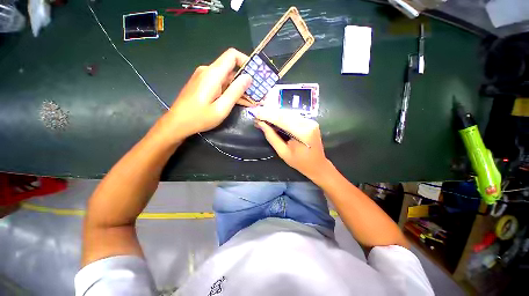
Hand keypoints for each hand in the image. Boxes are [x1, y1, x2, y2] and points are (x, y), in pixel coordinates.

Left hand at [154, 48, 252, 141]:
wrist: (177, 123)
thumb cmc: (199, 118)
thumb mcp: (221, 108)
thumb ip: (235, 91)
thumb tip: (248, 77)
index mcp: (213, 74)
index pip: (232, 55)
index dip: (246, 61)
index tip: (255, 74)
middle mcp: (208, 71)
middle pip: (230, 68)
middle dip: (244, 79)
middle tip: (256, 93)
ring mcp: (204, 77)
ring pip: (226, 77)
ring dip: (238, 87)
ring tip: (249, 100)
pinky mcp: (202, 84)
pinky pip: (219, 83)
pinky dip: (229, 90)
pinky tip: (236, 101)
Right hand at [252, 108, 332, 180]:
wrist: (317, 165)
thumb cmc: (299, 162)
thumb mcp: (283, 152)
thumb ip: (272, 137)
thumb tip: (261, 124)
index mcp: (302, 132)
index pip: (281, 120)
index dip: (267, 116)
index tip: (255, 113)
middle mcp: (308, 123)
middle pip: (285, 114)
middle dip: (269, 113)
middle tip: (257, 114)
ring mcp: (310, 121)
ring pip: (288, 114)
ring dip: (275, 114)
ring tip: (263, 115)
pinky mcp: (310, 121)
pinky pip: (293, 116)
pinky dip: (282, 116)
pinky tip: (273, 117)